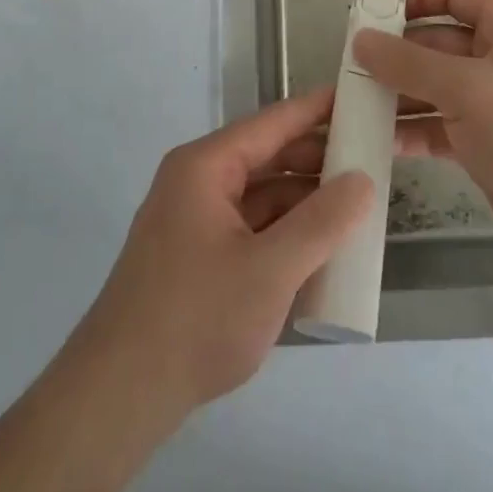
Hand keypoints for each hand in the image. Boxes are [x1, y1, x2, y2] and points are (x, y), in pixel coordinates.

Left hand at [71, 88, 370, 424]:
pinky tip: (319, 248)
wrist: (120, 393)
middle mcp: (196, 182)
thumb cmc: (197, 318)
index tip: (360, 98)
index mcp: (206, 167)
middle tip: (372, 159)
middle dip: (317, 159)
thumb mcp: (271, 269)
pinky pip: (249, 227)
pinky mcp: (195, 256)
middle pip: (267, 157)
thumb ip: (322, 222)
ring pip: (260, 195)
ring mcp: (193, 220)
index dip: (318, 110)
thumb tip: (362, 180)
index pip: (273, 123)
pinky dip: (283, 231)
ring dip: (303, 200)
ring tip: (356, 205)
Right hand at [358, 0, 492, 274]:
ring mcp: (490, 105)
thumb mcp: (469, 88)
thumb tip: (361, 40)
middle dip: (396, 52)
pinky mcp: (482, 146)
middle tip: (348, 65)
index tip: (374, 11)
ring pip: (433, 87)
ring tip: (352, 102)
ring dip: (396, 93)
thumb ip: (410, 63)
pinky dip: (410, 130)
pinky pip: (437, 127)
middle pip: (438, 42)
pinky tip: (377, 139)